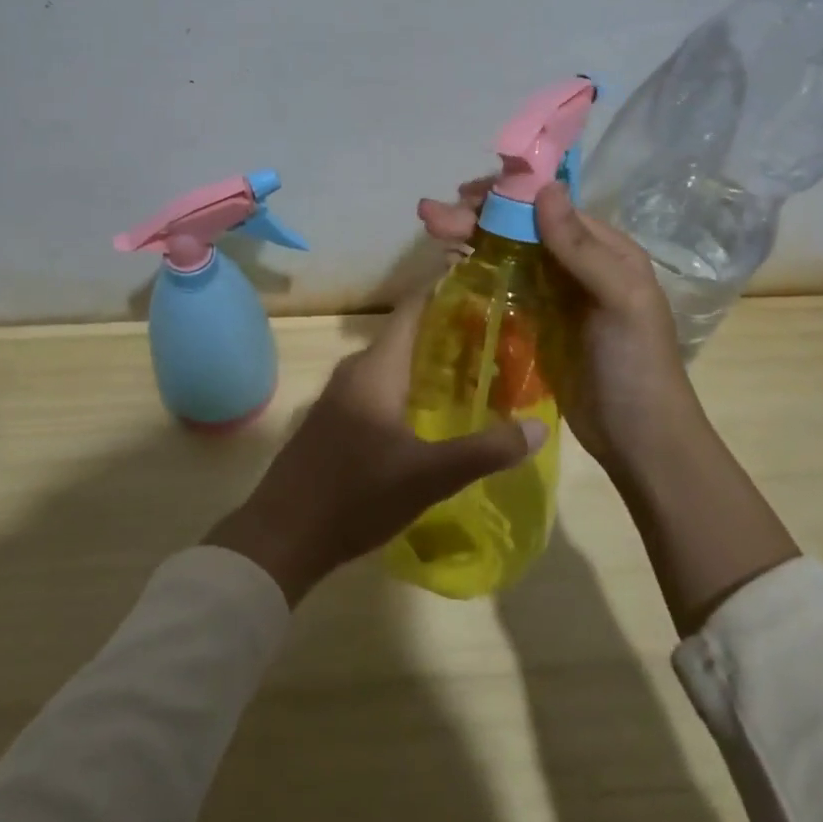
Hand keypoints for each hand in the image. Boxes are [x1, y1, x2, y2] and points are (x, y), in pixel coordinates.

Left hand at [205, 292, 545, 605]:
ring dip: (430, 363)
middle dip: (450, 332)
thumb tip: (540, 428)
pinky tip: (434, 412)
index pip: (414, 308)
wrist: (282, 536)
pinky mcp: (336, 421)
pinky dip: (411, 387)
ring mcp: (341, 396)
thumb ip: (485, 450)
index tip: (487, 285)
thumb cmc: (355, 494)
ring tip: (477, 371)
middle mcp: (356, 371)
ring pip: (393, 364)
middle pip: (407, 335)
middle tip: (499, 336)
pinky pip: (380, 387)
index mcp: (376, 368)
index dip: (447, 291)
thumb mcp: (428, 476)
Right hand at [419, 179, 706, 485]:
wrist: (638, 441)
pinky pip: (500, 289)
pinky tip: (448, 268)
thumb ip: (582, 248)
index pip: (548, 208)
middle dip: (476, 217)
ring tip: (431, 231)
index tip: (465, 195)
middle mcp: (575, 265)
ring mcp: (552, 296)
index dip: (506, 197)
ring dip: (470, 240)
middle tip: (430, 217)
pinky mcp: (533, 325)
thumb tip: (545, 188)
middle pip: (519, 229)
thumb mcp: (621, 301)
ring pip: (505, 255)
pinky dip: (475, 274)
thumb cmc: (637, 366)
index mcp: (604, 250)